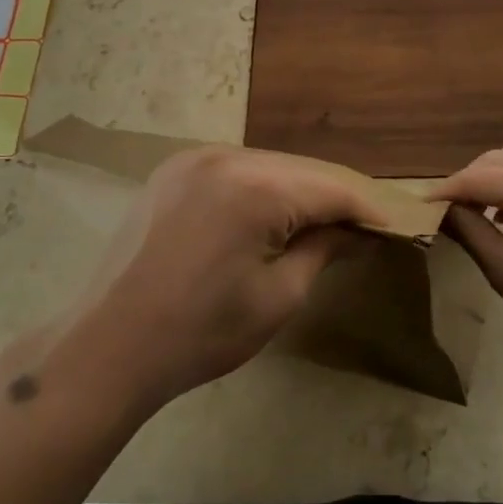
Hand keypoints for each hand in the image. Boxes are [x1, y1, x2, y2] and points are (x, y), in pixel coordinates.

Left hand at [67, 146, 375, 409]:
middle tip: (362, 227)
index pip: (331, 189)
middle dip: (333, 197)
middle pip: (300, 170)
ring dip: (297, 190)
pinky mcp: (173, 170)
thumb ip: (324, 250)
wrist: (108, 346)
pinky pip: (234, 169)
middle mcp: (225, 156)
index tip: (394, 228)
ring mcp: (194, 159)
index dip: (367, 209)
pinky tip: (269, 215)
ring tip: (320, 223)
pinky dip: (260, 187)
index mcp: (256, 187)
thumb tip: (356, 232)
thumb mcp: (278, 297)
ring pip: (268, 165)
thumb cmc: (202, 332)